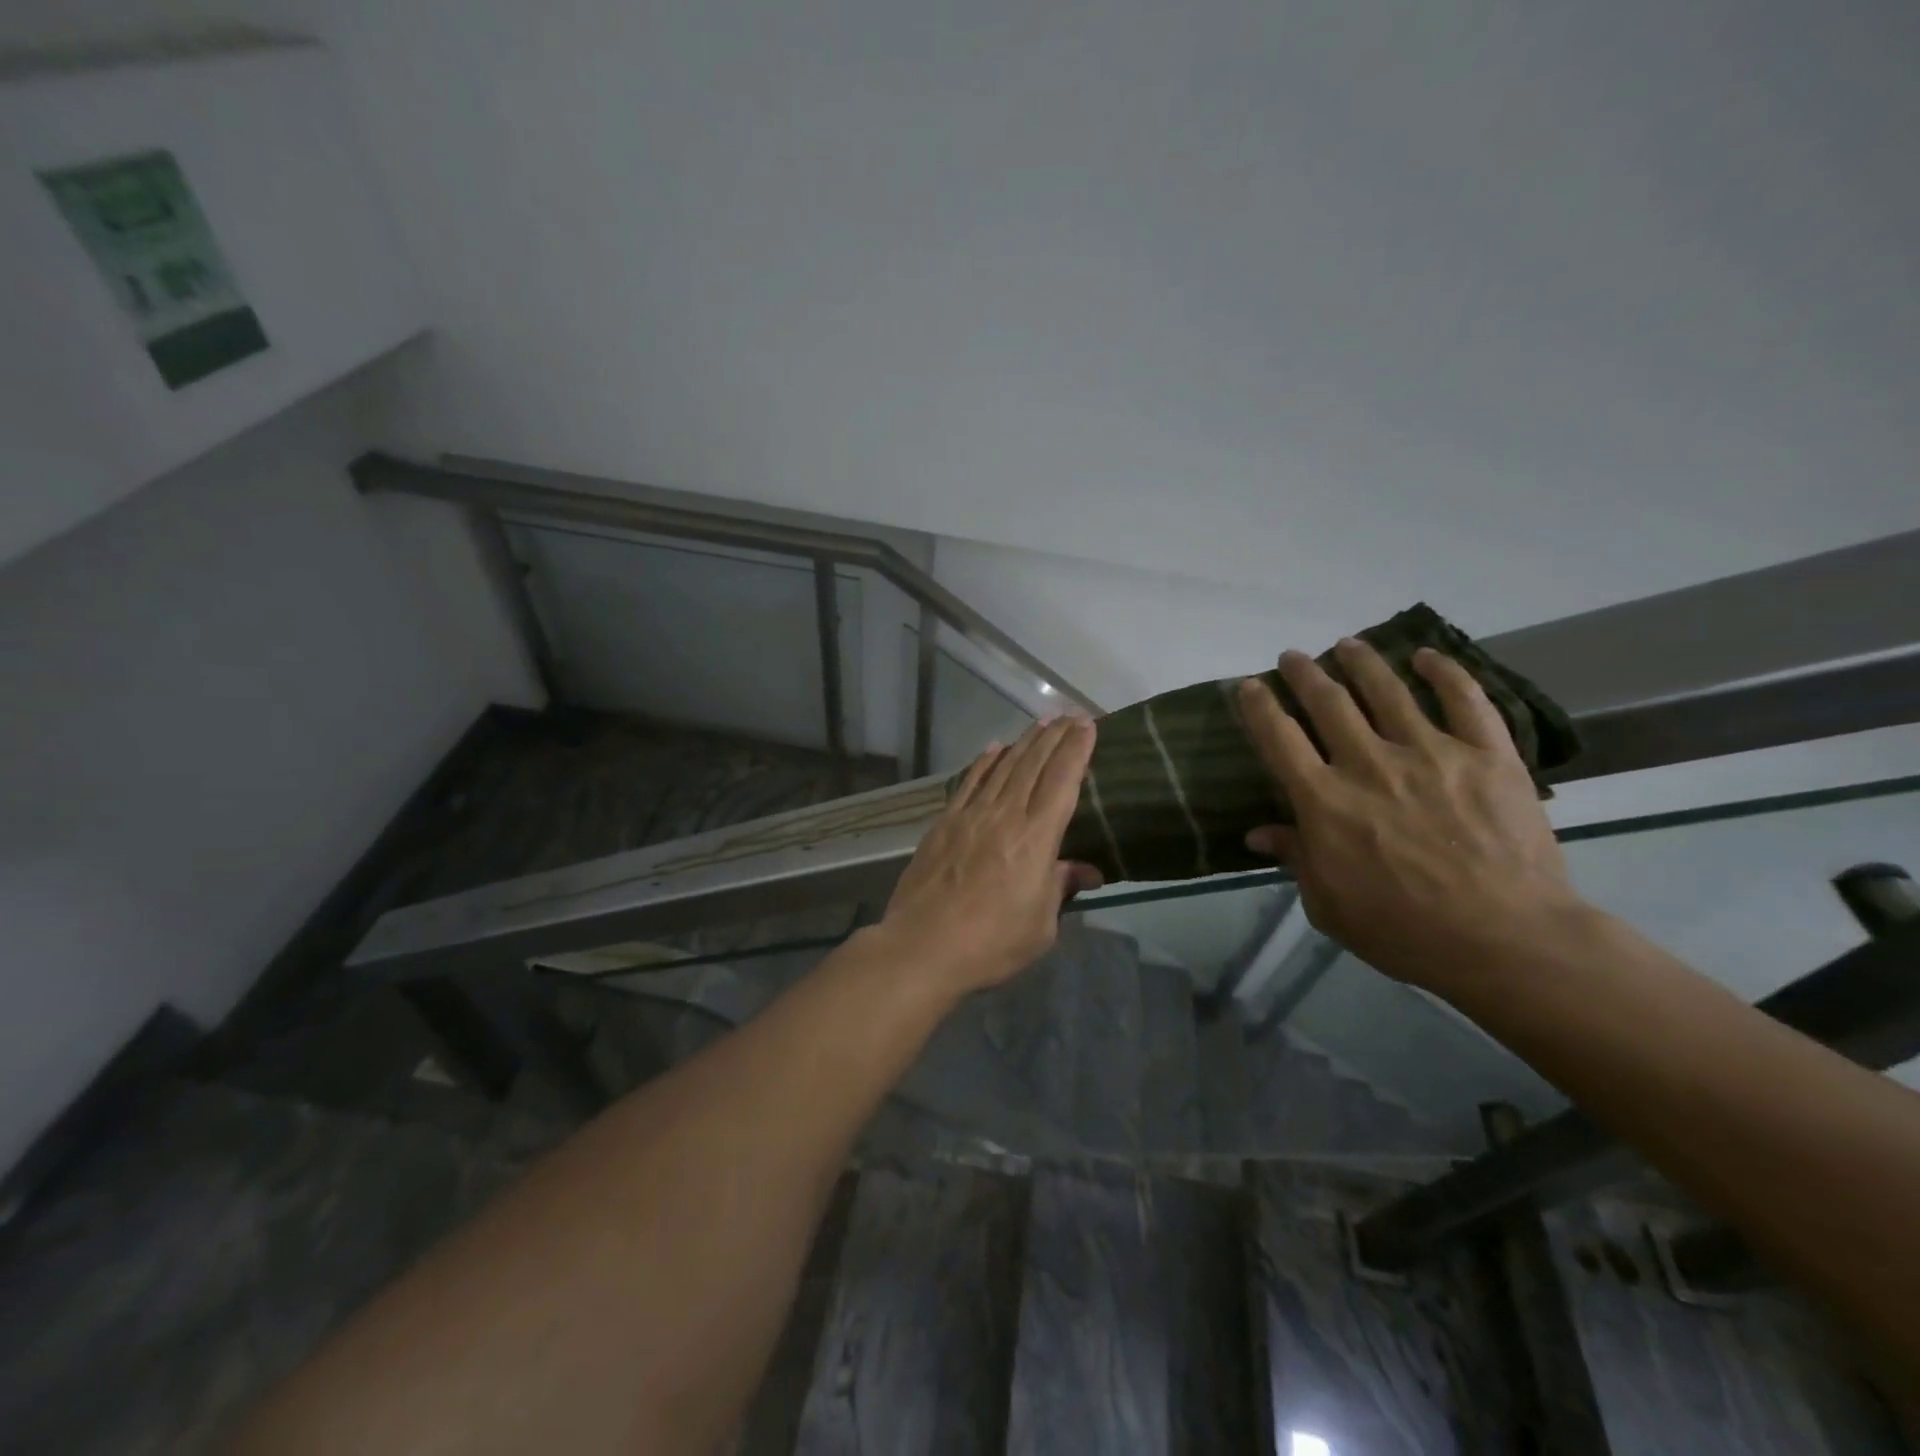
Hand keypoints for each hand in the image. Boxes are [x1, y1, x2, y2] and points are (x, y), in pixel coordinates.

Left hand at [878, 717, 1102, 996]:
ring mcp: (970, 816)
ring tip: (1040, 723)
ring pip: (1002, 768)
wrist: (923, 946)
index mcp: (1036, 838)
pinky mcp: (944, 824)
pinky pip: (968, 783)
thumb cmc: (991, 943)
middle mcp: (1005, 816)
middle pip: (1033, 765)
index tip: (1087, 725)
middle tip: (1069, 715)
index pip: (1062, 781)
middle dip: (1054, 737)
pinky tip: (994, 748)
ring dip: (1024, 742)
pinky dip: (984, 762)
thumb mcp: (1040, 925)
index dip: (1076, 750)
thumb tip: (1086, 871)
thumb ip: (1060, 887)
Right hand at [1238, 639, 1581, 993]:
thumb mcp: (1327, 904)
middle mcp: (1369, 763)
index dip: (1259, 706)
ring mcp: (1431, 752)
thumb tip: (1257, 834)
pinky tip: (1427, 657)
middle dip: (1304, 673)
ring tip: (1347, 644)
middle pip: (1328, 702)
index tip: (1249, 685)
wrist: (1504, 939)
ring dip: (1361, 662)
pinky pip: (1466, 700)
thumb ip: (1295, 858)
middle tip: (1293, 657)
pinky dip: (1445, 672)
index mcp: (1324, 800)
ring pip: (1388, 690)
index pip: (1278, 738)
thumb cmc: (1402, 930)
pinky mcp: (1487, 755)